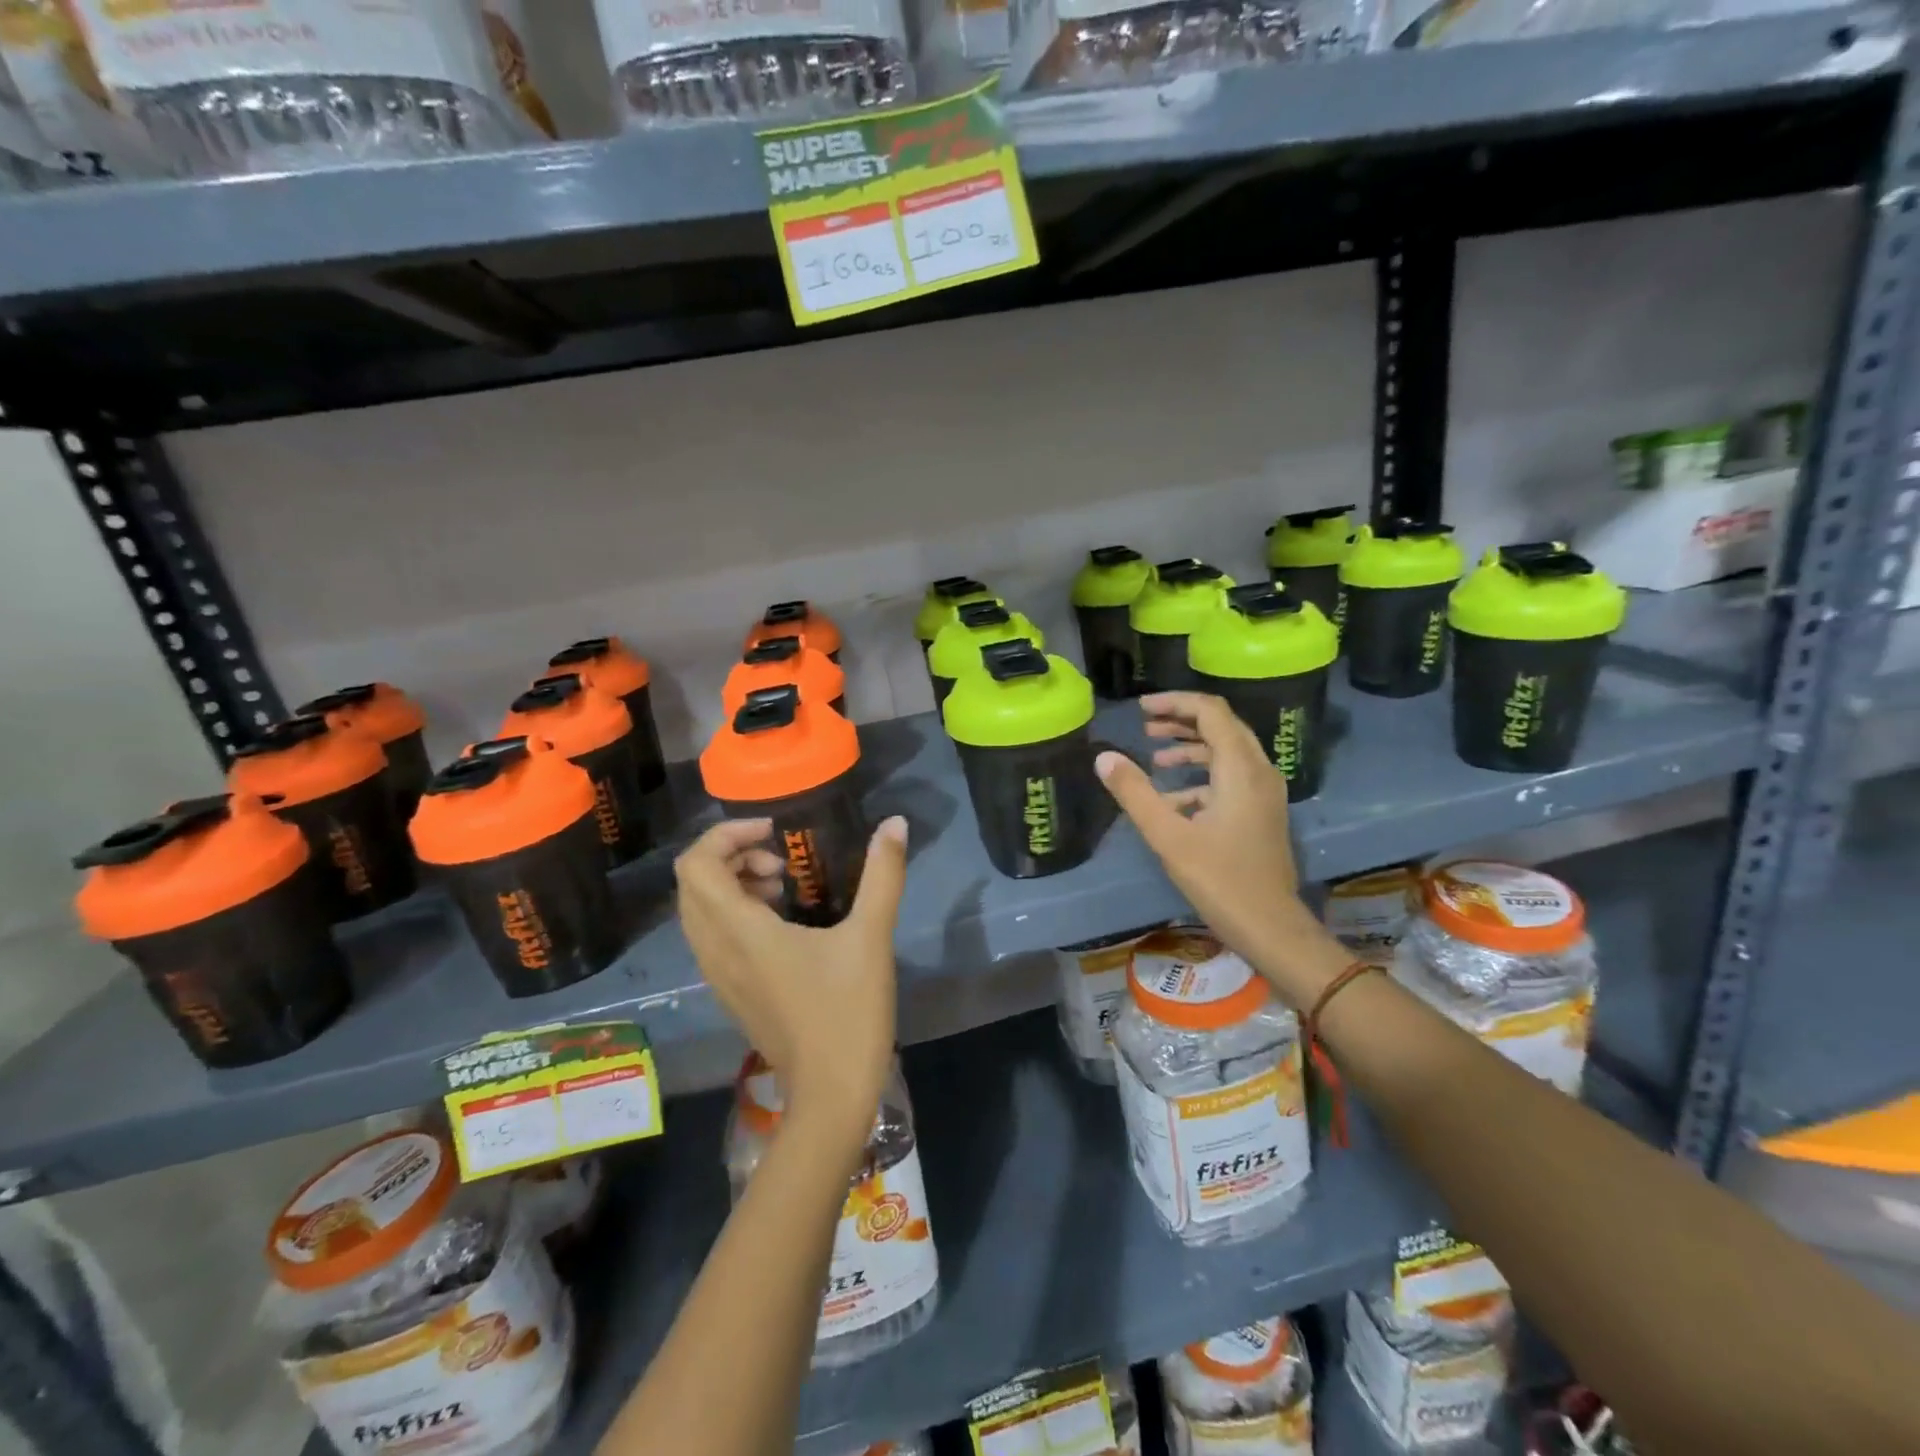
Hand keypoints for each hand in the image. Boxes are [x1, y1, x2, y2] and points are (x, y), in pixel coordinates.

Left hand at [675, 816, 907, 1137]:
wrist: (831, 1095)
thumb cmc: (848, 1012)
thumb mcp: (871, 936)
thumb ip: (883, 874)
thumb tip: (896, 822)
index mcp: (740, 932)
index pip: (696, 866)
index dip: (726, 835)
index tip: (775, 833)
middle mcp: (716, 950)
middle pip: (692, 884)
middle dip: (730, 856)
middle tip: (780, 861)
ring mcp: (718, 975)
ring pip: (698, 911)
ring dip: (730, 884)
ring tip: (782, 888)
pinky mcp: (729, 992)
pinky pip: (710, 936)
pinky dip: (732, 912)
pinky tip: (781, 924)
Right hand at [1096, 692, 1346, 1007]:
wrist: (1270, 926)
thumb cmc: (1219, 879)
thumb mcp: (1167, 835)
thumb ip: (1134, 792)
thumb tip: (1104, 757)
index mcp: (1241, 768)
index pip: (1211, 711)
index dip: (1175, 703)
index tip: (1141, 709)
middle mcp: (1259, 771)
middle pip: (1222, 726)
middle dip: (1182, 722)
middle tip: (1146, 726)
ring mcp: (1265, 793)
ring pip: (1228, 752)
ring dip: (1191, 749)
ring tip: (1155, 758)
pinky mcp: (1263, 812)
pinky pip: (1232, 778)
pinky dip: (1202, 777)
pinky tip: (1172, 801)